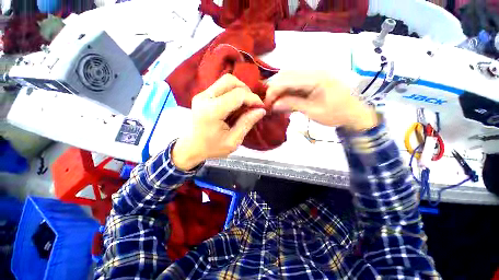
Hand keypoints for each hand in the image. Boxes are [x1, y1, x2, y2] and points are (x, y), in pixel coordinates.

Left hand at [172, 74, 266, 170]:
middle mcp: (205, 98)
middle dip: (246, 91)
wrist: (192, 147)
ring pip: (226, 81)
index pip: (237, 95)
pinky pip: (221, 86)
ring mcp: (202, 95)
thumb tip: (261, 110)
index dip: (253, 99)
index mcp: (212, 111)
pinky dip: (233, 92)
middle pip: (230, 81)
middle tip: (252, 104)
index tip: (261, 107)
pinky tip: (236, 105)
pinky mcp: (203, 95)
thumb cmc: (212, 147)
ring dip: (240, 90)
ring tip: (245, 104)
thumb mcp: (233, 141)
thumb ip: (247, 123)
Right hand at [265, 71, 377, 130]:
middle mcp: (314, 71)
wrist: (355, 113)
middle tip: (271, 105)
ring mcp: (313, 74)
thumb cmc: (337, 114)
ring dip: (280, 90)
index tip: (267, 105)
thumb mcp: (313, 112)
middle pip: (285, 74)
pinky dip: (287, 91)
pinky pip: (294, 82)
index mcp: (316, 77)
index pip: (286, 79)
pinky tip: (286, 101)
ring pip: (288, 77)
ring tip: (278, 104)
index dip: (273, 91)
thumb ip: (292, 105)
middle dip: (275, 90)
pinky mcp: (313, 79)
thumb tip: (274, 105)